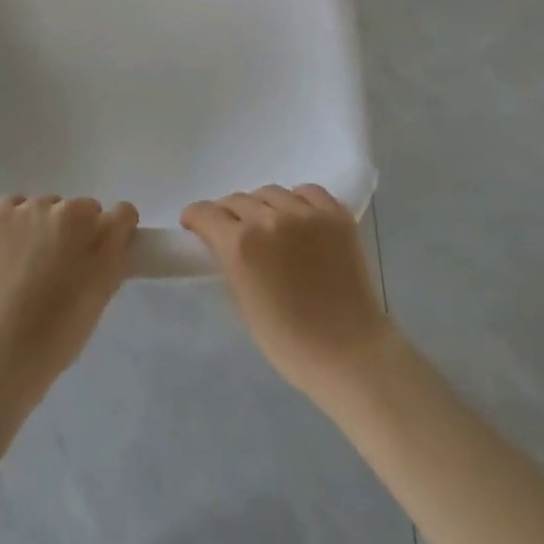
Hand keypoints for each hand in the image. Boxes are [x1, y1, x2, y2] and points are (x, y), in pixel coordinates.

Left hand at [0, 194, 138, 393]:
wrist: (2, 346)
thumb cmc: (59, 333)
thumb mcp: (101, 297)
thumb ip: (112, 262)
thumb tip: (111, 246)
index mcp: (103, 234)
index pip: (123, 214)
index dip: (116, 231)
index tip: (104, 249)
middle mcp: (72, 211)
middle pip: (83, 209)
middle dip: (78, 230)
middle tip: (63, 263)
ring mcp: (34, 208)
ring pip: (48, 207)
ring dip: (45, 225)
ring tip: (29, 261)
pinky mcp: (1, 213)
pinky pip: (16, 206)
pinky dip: (16, 222)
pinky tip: (9, 248)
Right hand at [180, 184, 395, 400]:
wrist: (348, 352)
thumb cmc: (288, 342)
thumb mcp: (242, 303)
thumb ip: (229, 264)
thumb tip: (223, 245)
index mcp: (240, 244)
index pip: (206, 213)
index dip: (195, 218)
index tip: (195, 226)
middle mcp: (270, 219)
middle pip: (237, 200)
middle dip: (227, 214)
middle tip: (232, 231)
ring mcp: (307, 214)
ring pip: (271, 192)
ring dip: (262, 206)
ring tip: (268, 225)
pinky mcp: (336, 215)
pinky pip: (308, 192)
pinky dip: (297, 200)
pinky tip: (298, 217)